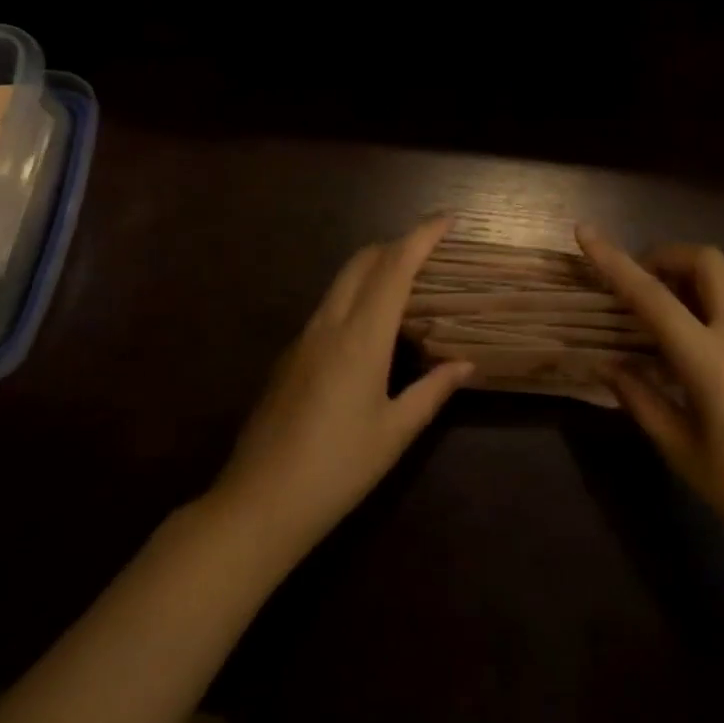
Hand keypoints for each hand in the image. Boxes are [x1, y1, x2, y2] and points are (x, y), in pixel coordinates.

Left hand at [211, 217, 473, 559]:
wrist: (258, 503)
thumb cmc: (337, 469)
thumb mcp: (394, 433)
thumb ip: (432, 391)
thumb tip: (465, 365)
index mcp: (361, 337)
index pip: (394, 267)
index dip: (421, 236)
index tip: (446, 218)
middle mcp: (329, 324)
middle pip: (363, 261)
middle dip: (396, 245)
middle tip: (429, 253)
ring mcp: (303, 338)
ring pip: (341, 282)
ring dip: (374, 269)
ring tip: (405, 287)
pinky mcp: (288, 356)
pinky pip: (328, 307)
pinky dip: (355, 297)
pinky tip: (369, 332)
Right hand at [577, 225, 723, 580]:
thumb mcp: (682, 452)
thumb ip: (641, 399)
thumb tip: (608, 364)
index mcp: (713, 362)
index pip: (654, 297)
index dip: (615, 262)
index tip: (585, 233)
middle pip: (708, 262)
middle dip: (666, 256)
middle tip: (637, 284)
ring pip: (723, 280)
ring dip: (684, 277)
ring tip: (652, 313)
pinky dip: (701, 303)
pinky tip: (681, 345)